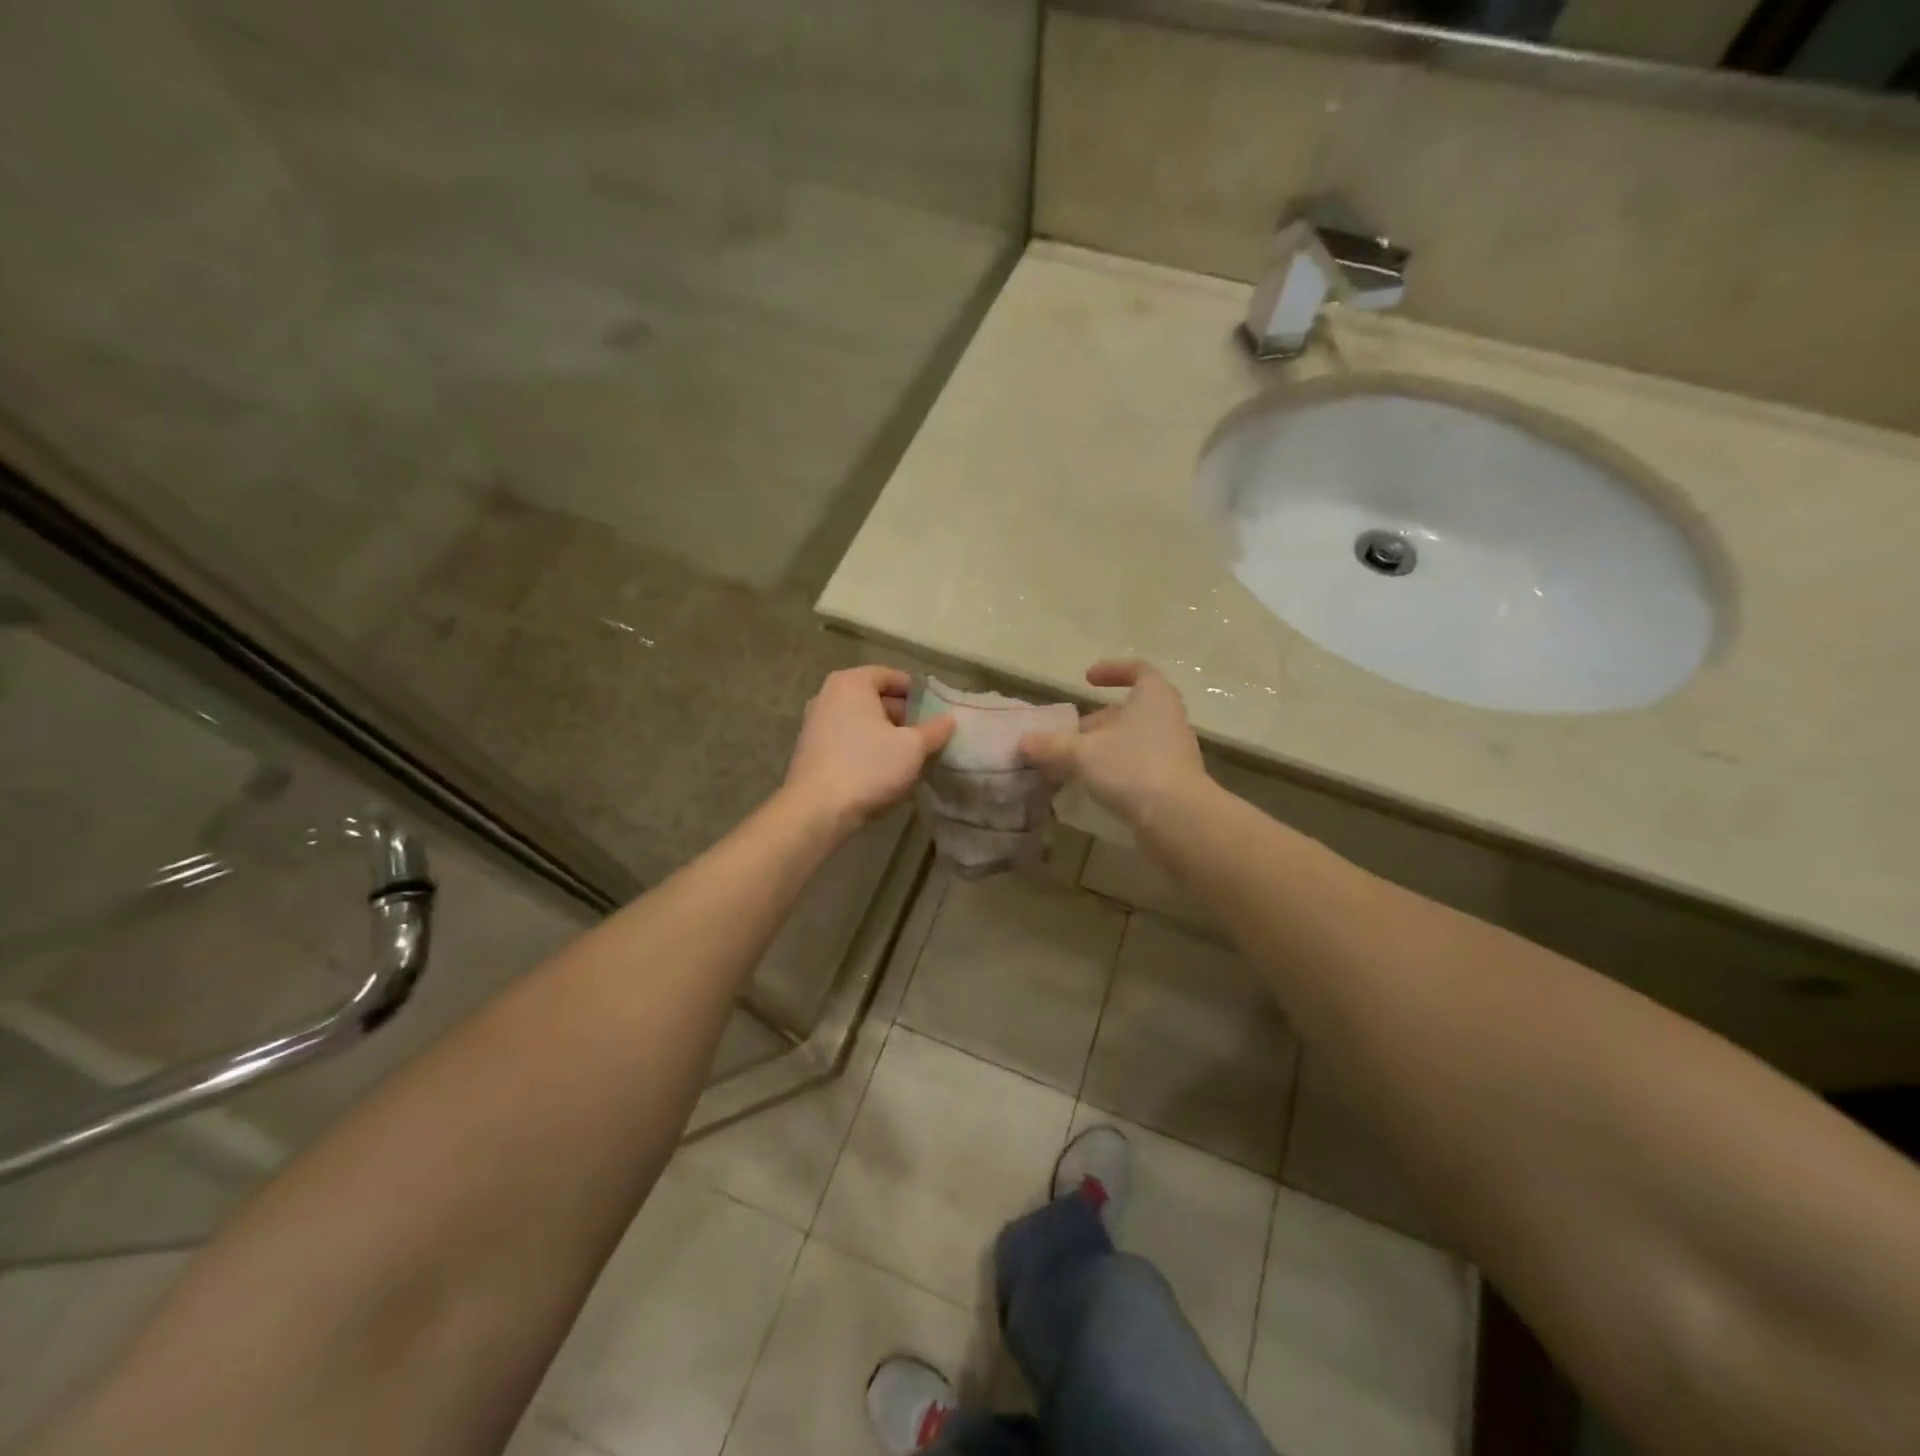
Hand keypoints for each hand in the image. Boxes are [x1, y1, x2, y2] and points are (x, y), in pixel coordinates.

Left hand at [783, 666, 953, 830]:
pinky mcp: (809, 749)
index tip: (936, 710)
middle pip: (874, 697)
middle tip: (926, 734)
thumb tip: (948, 719)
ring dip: (885, 733)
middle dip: (902, 714)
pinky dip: (866, 746)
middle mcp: (827, 694)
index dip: (917, 692)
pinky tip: (882, 769)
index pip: (891, 675)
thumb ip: (934, 730)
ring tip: (909, 754)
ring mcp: (814, 722)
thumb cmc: (868, 767)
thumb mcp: (912, 748)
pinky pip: (846, 738)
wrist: (817, 810)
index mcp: (851, 682)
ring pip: (860, 720)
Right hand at [1018, 659, 1207, 831]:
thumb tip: (1024, 741)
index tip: (1087, 679)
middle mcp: (1168, 718)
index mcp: (1154, 697)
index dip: (1112, 670)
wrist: (1178, 818)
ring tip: (1073, 764)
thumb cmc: (1131, 767)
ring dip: (1103, 748)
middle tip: (1068, 736)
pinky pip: (1139, 766)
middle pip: (1129, 711)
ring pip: (1133, 740)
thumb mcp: (1082, 753)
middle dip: (1097, 722)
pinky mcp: (1173, 781)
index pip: (1138, 670)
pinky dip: (1115, 770)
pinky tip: (1093, 787)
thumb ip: (1052, 745)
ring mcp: (1174, 751)